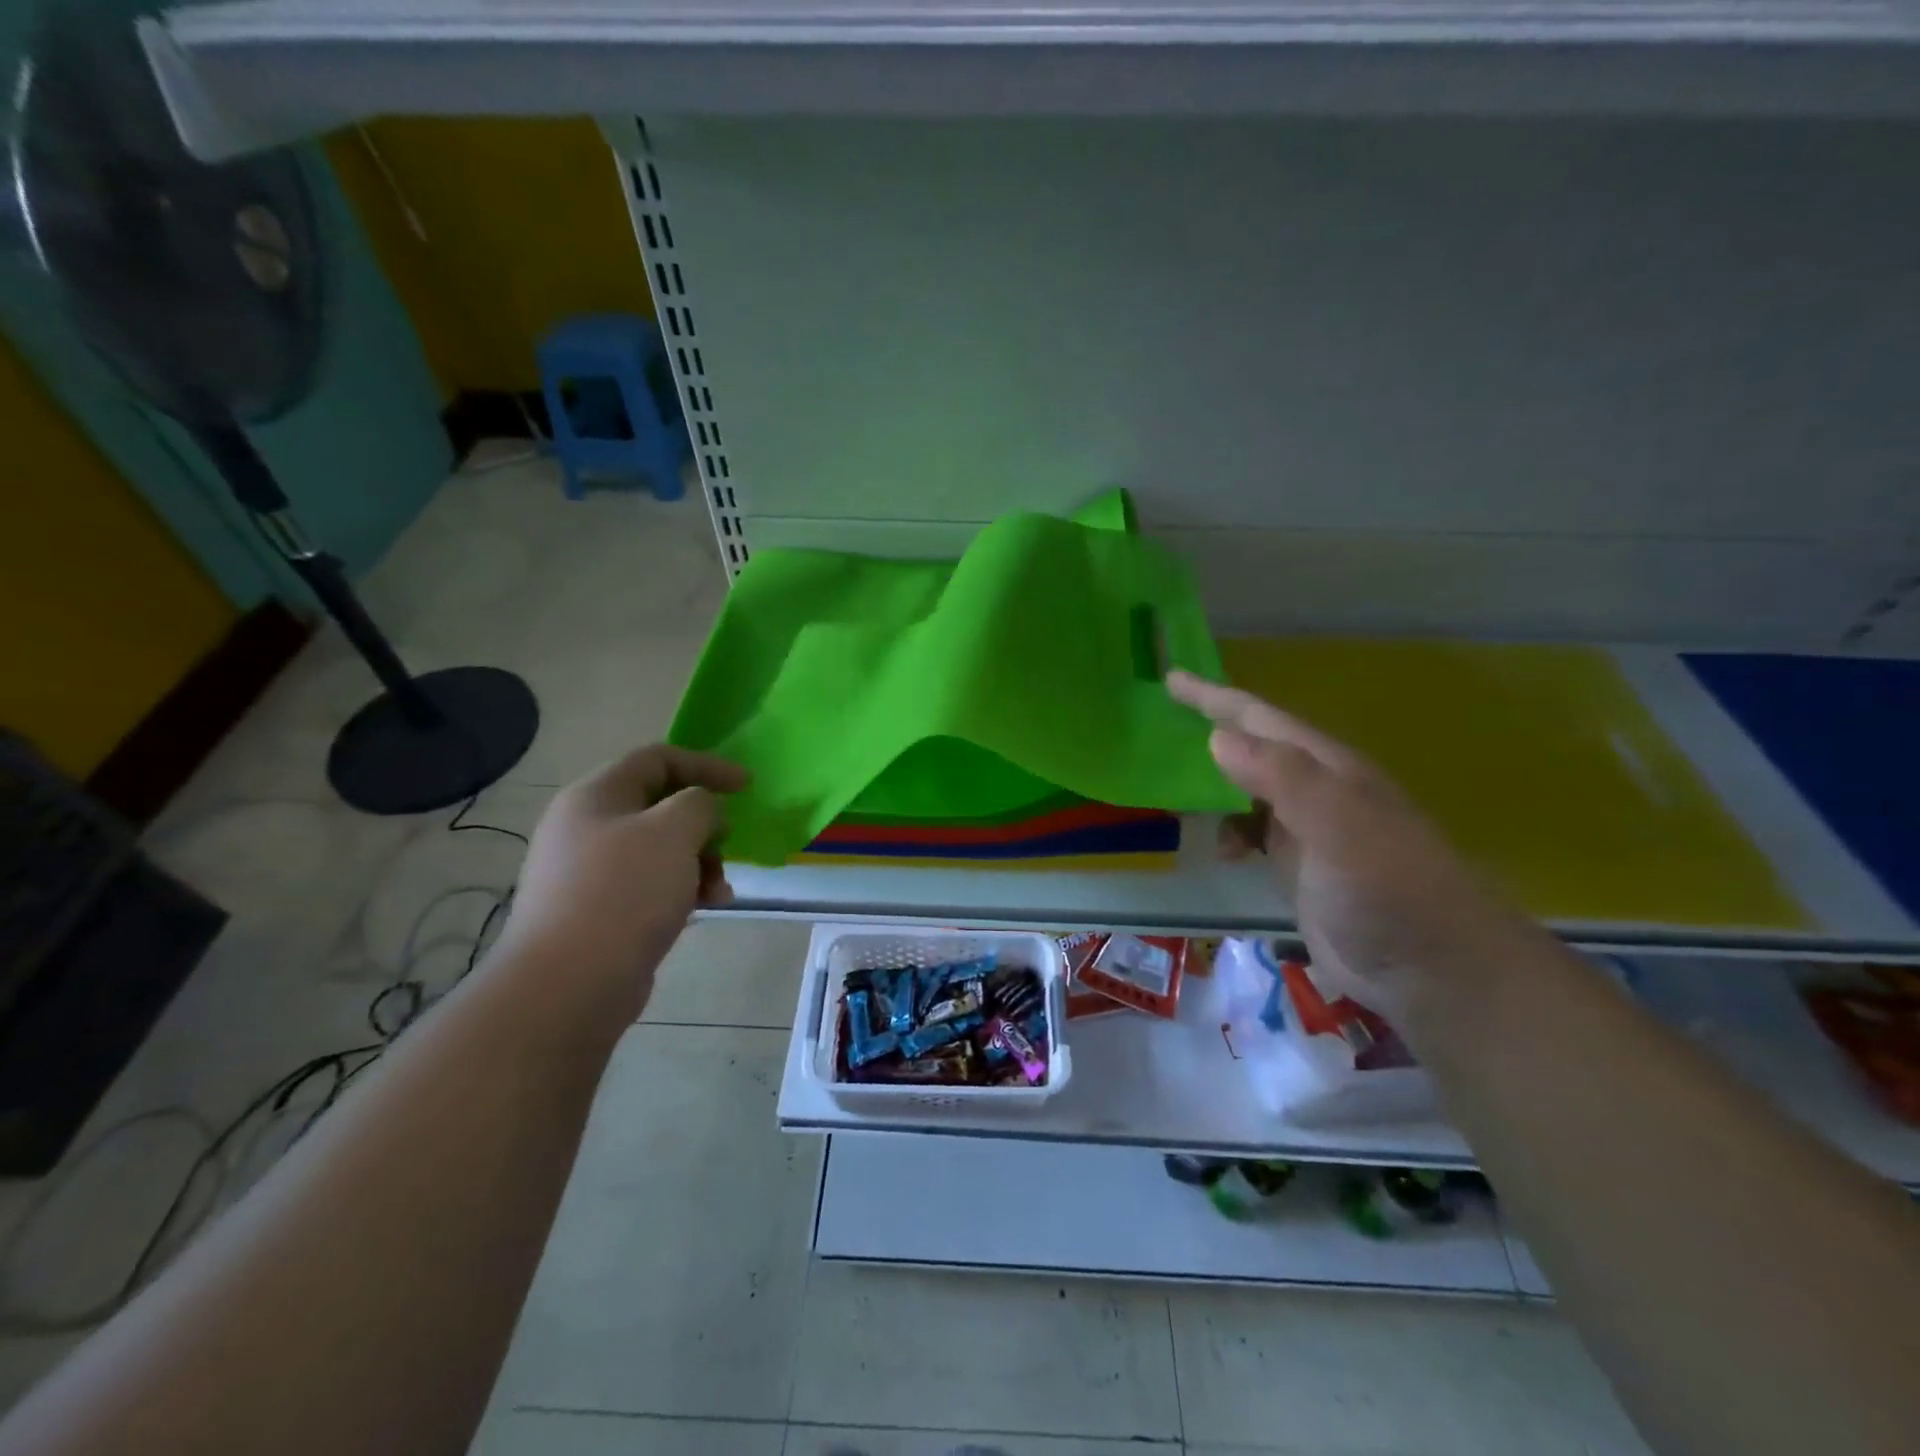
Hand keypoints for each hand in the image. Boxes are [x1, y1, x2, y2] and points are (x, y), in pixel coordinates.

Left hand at [493, 745, 748, 1022]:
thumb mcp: (674, 831)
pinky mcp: (598, 910)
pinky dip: (682, 888)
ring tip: (720, 889)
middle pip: (660, 805)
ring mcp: (588, 871)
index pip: (658, 759)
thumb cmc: (623, 893)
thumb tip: (701, 812)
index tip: (747, 786)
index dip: (707, 765)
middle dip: (704, 823)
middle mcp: (586, 826)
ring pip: (660, 848)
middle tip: (728, 844)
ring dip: (699, 861)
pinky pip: (650, 884)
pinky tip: (704, 908)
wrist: (568, 985)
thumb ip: (699, 804)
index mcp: (595, 795)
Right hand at [1167, 671, 1543, 1004]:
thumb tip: (1217, 736)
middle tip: (1160, 723)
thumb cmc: (1388, 889)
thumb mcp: (1339, 825)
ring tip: (1170, 784)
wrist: (1433, 970)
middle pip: (1253, 748)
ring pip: (1248, 791)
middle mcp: (1316, 790)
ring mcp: (1308, 831)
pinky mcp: (1301, 869)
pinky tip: (1219, 849)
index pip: (1260, 719)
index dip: (1215, 698)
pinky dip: (1228, 832)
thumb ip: (1283, 777)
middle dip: (1210, 730)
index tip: (1171, 680)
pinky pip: (1253, 833)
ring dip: (1212, 784)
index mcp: (1327, 768)